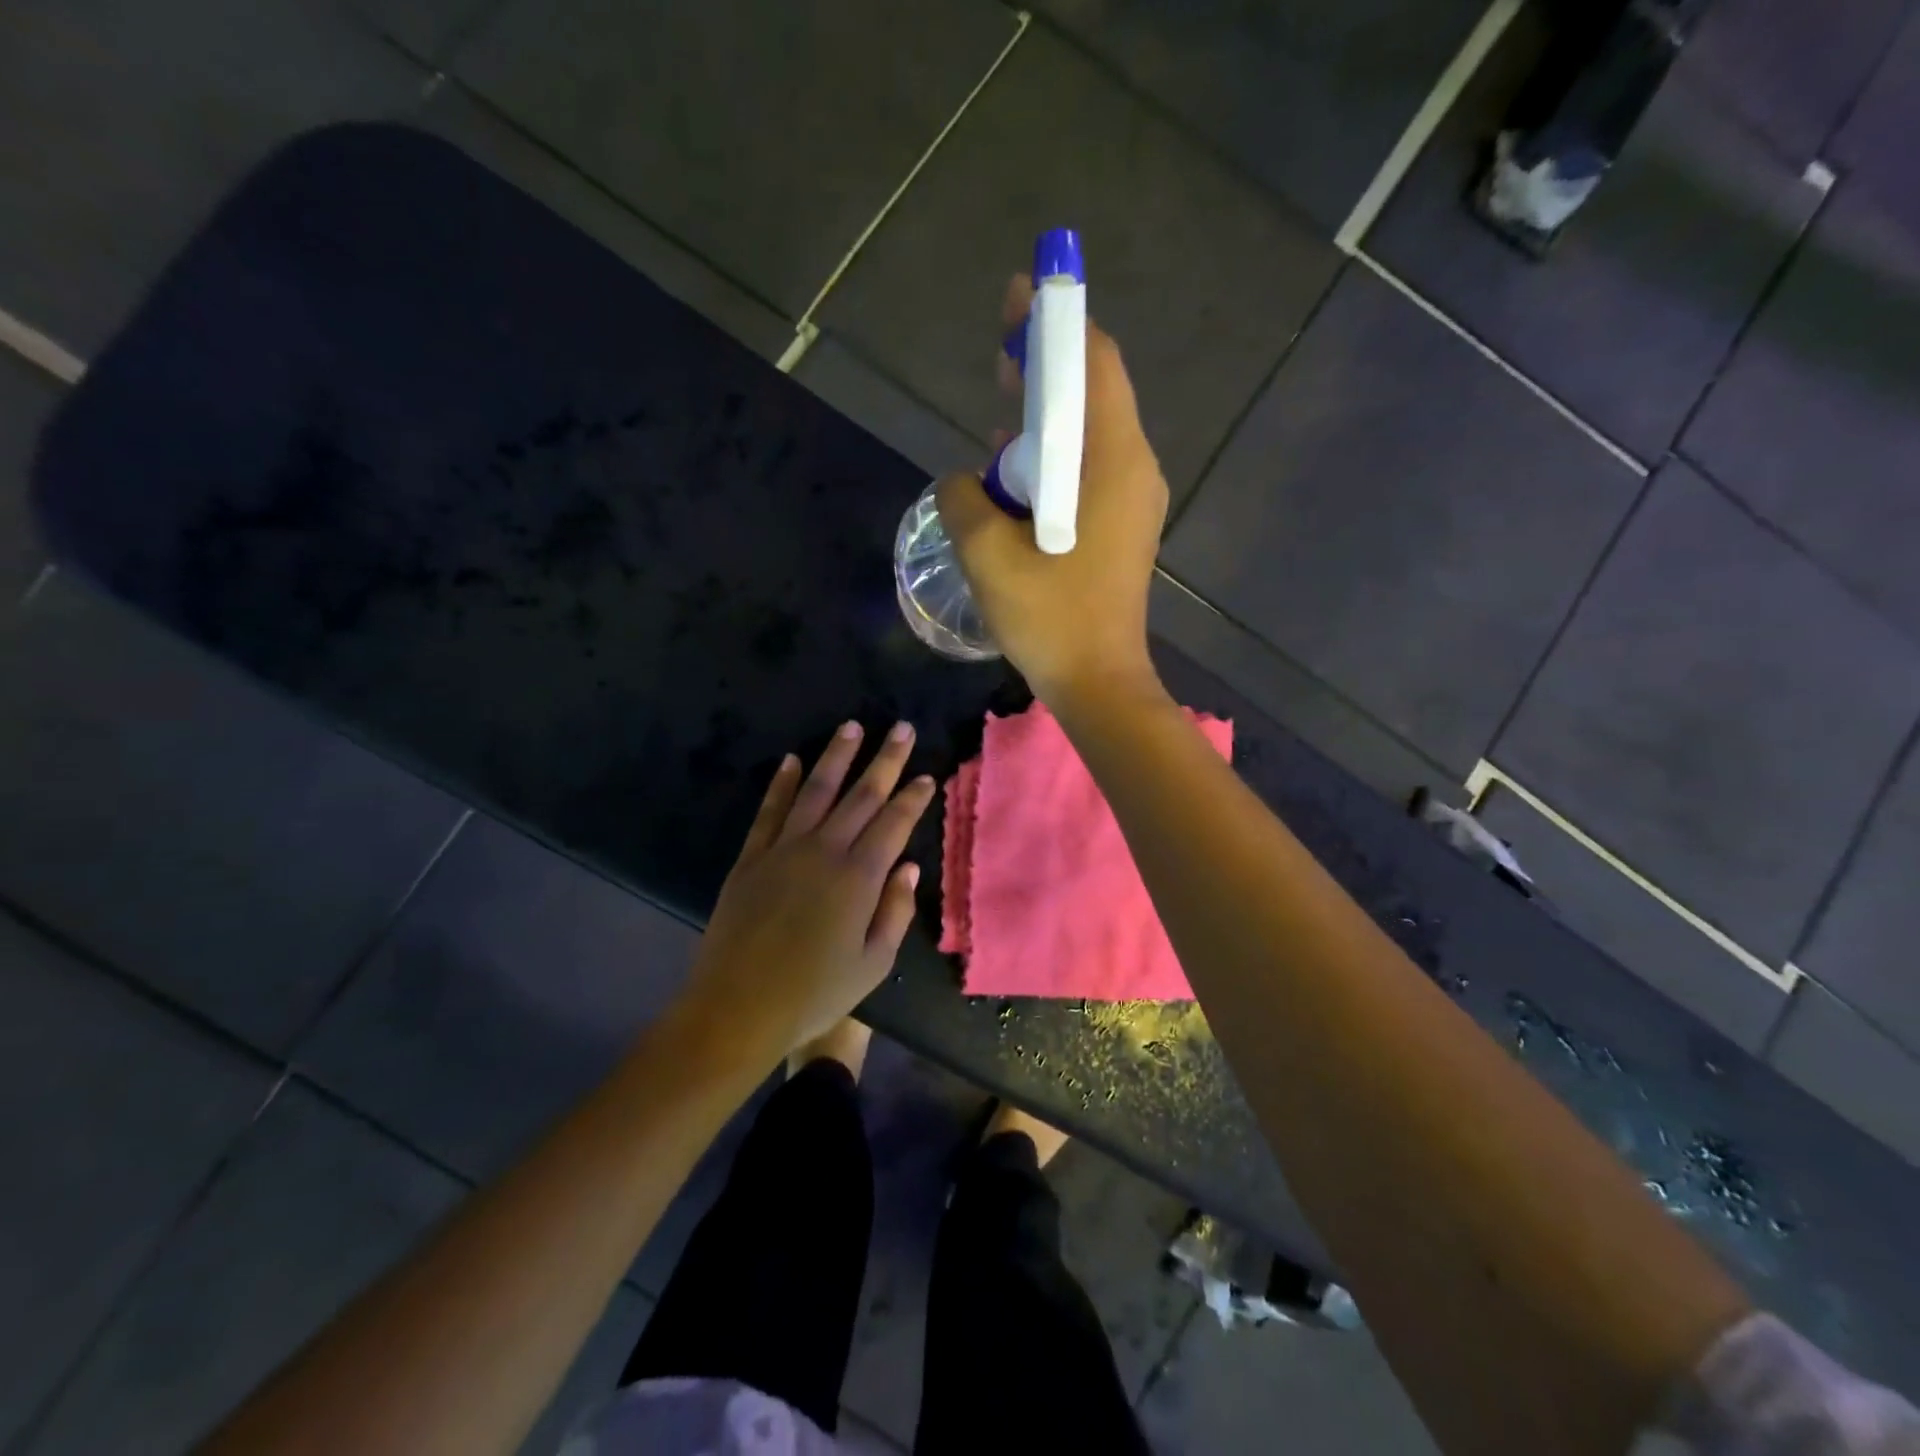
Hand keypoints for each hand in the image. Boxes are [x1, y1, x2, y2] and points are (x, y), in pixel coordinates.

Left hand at [678, 720, 934, 1062]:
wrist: (737, 1008)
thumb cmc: (815, 994)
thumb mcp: (873, 964)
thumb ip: (895, 911)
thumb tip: (910, 868)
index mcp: (859, 878)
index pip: (893, 824)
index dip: (912, 797)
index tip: (926, 774)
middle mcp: (824, 851)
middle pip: (861, 796)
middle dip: (885, 760)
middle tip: (902, 728)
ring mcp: (783, 850)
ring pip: (816, 791)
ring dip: (836, 757)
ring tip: (852, 727)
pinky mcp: (751, 858)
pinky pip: (769, 811)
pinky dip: (782, 784)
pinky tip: (792, 760)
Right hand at [936, 274, 1168, 706]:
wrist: (1098, 682)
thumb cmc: (1049, 618)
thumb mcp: (986, 554)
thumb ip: (963, 499)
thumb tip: (962, 480)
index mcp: (1112, 460)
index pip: (1092, 362)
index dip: (1055, 322)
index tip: (1019, 296)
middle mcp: (1135, 467)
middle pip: (1094, 391)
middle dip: (1047, 367)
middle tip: (999, 357)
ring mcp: (1135, 499)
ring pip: (1091, 433)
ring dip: (1048, 418)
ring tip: (1000, 415)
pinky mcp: (1125, 527)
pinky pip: (1091, 471)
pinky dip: (1056, 459)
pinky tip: (1017, 475)